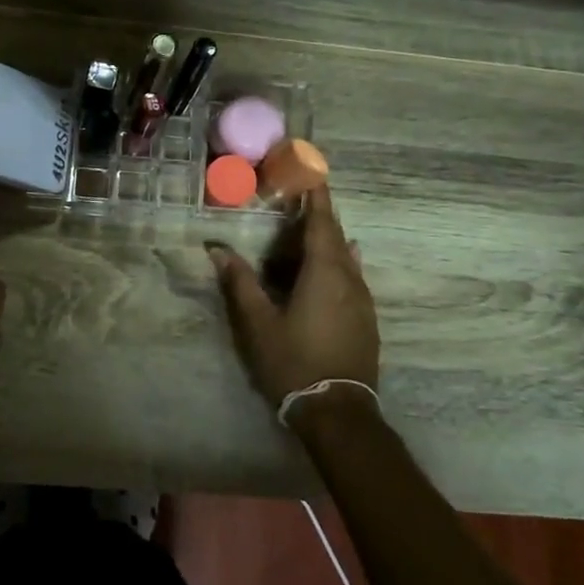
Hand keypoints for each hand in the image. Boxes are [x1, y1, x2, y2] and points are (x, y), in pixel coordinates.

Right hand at [209, 184, 378, 408]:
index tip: (312, 172)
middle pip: (337, 238)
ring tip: (310, 230)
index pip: (322, 223)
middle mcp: (350, 280)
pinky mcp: (366, 320)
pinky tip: (335, 266)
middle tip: (300, 200)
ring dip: (329, 240)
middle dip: (320, 216)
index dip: (317, 197)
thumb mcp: (258, 323)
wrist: (338, 412)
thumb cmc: (294, 362)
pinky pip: (353, 277)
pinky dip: (339, 262)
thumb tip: (217, 249)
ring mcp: (362, 301)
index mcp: (325, 273)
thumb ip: (240, 282)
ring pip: (347, 259)